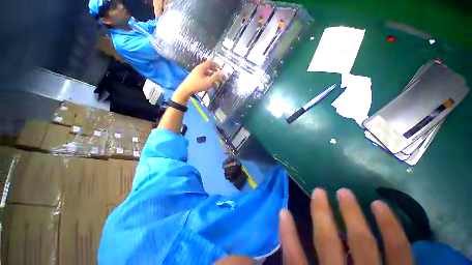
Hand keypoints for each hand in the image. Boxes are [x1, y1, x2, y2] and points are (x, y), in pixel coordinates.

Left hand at [176, 59, 221, 97]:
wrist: (186, 90)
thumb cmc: (198, 85)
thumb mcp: (208, 81)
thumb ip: (216, 77)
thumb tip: (223, 72)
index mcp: (201, 67)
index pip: (210, 62)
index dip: (217, 65)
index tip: (221, 70)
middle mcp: (198, 68)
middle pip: (208, 66)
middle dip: (214, 70)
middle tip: (218, 75)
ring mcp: (196, 72)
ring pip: (205, 71)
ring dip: (211, 74)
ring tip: (215, 80)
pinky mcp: (194, 77)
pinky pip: (203, 74)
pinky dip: (207, 77)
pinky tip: (208, 83)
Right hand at [279, 188, 412, 264]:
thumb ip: (295, 263)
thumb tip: (252, 261)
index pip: (296, 261)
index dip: (288, 237)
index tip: (283, 213)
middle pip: (328, 245)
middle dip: (321, 215)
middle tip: (318, 191)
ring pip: (361, 241)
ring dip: (349, 214)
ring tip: (343, 192)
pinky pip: (399, 250)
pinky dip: (391, 229)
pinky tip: (381, 207)